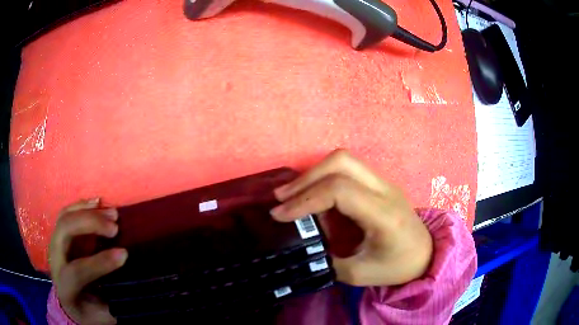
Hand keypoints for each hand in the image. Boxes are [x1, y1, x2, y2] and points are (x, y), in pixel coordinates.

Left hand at [49, 199, 127, 323]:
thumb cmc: (87, 311)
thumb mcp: (101, 316)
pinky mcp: (58, 234)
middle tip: (115, 226)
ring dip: (89, 211)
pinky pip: (66, 213)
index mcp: (64, 286)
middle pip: (64, 231)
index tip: (124, 254)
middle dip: (89, 224)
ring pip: (65, 217)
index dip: (100, 262)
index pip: (77, 271)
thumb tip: (134, 288)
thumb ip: (114, 303)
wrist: (68, 301)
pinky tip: (97, 202)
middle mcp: (55, 260)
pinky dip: (82, 205)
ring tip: (112, 212)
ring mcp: (54, 243)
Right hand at [271, 150, 432, 286]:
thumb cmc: (397, 266)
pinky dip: (324, 178)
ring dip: (314, 174)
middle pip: (342, 162)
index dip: (306, 199)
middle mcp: (385, 190)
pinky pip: (348, 170)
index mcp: (384, 214)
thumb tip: (302, 246)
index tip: (280, 215)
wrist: (425, 254)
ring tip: (291, 195)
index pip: (340, 190)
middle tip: (282, 198)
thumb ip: (328, 260)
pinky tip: (313, 196)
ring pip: (344, 160)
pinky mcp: (380, 184)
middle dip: (306, 178)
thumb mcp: (360, 274)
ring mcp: (384, 182)